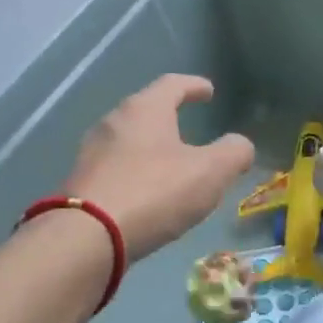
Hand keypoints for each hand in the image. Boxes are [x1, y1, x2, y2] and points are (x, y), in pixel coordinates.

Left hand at [65, 75, 255, 260]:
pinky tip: (146, 191)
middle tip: (189, 126)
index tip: (208, 91)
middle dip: (168, 116)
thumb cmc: (154, 192)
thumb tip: (241, 145)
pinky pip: (115, 167)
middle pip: (145, 110)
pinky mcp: (81, 183)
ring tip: (170, 162)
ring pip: (128, 140)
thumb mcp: (210, 172)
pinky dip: (135, 171)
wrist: (86, 238)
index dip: (194, 86)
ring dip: (150, 146)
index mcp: (145, 109)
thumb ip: (233, 153)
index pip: (173, 84)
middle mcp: (114, 122)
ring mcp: (92, 153)